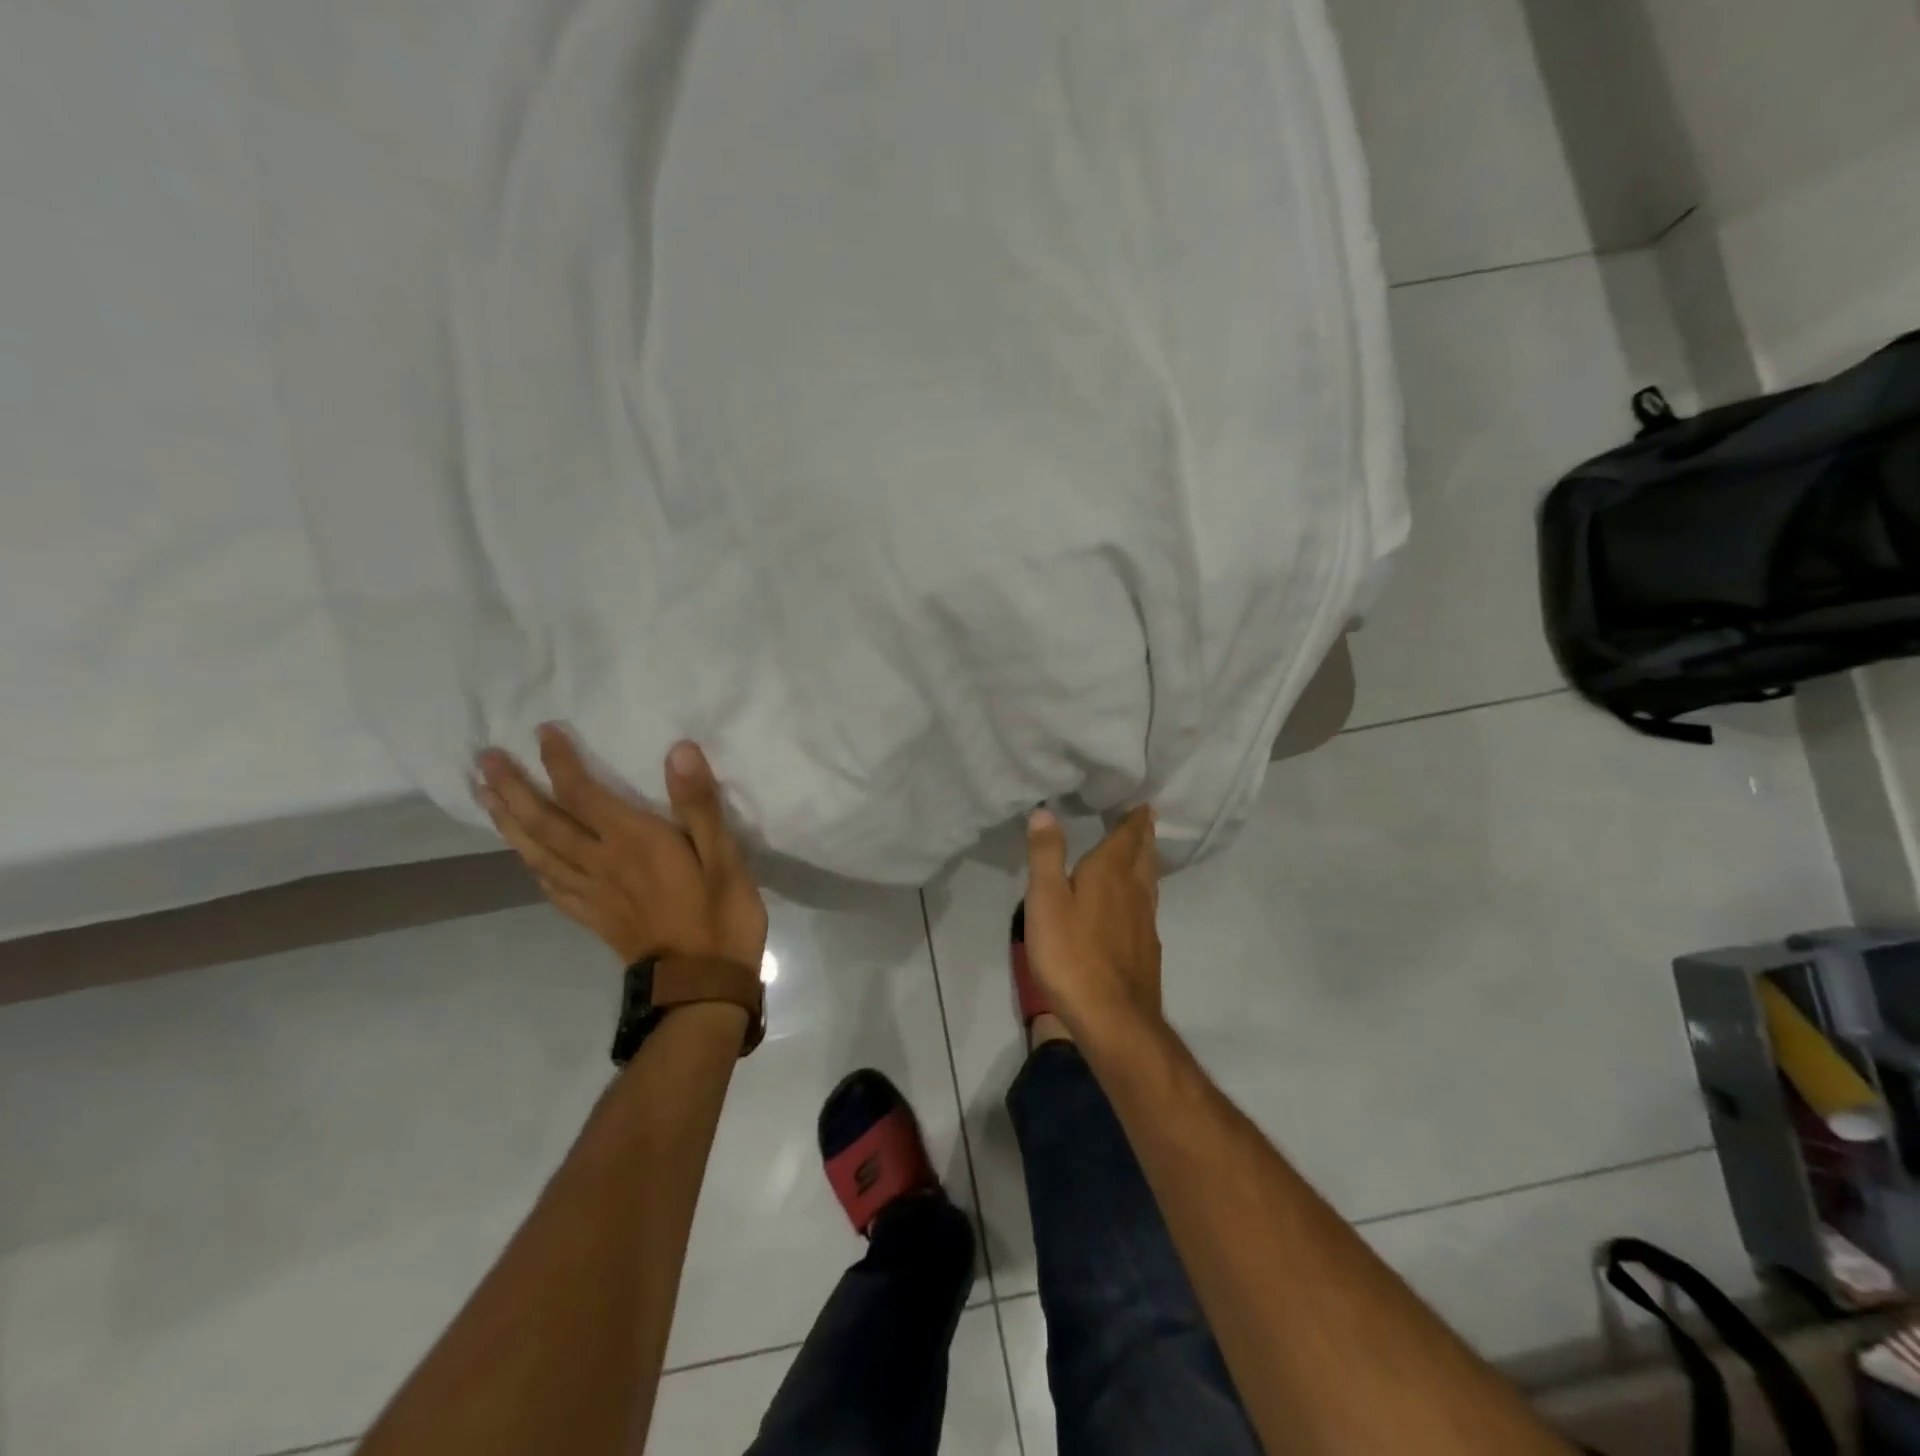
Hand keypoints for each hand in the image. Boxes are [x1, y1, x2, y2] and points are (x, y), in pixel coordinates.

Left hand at [474, 727, 767, 971]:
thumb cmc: (720, 916)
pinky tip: (525, 857)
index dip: (560, 762)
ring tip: (485, 797)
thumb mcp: (724, 856)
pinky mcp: (593, 918)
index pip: (583, 794)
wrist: (700, 987)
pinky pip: (551, 885)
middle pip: (545, 821)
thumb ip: (699, 805)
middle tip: (484, 760)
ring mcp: (592, 893)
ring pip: (537, 852)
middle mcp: (601, 862)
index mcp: (633, 842)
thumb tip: (680, 750)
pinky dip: (531, 864)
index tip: (542, 732)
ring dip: (508, 821)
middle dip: (513, 788)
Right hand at [1022, 805, 1161, 1030]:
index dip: (1134, 819)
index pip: (1127, 837)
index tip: (1144, 803)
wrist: (1113, 1018)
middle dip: (1144, 835)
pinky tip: (1136, 905)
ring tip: (1144, 852)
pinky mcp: (1146, 949)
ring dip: (1147, 861)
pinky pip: (1148, 907)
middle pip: (1143, 856)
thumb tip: (1045, 811)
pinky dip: (1144, 892)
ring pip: (1149, 881)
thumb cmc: (1071, 954)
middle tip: (1147, 818)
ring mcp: (1145, 922)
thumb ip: (1046, 855)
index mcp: (1109, 873)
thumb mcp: (1046, 900)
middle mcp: (1134, 891)